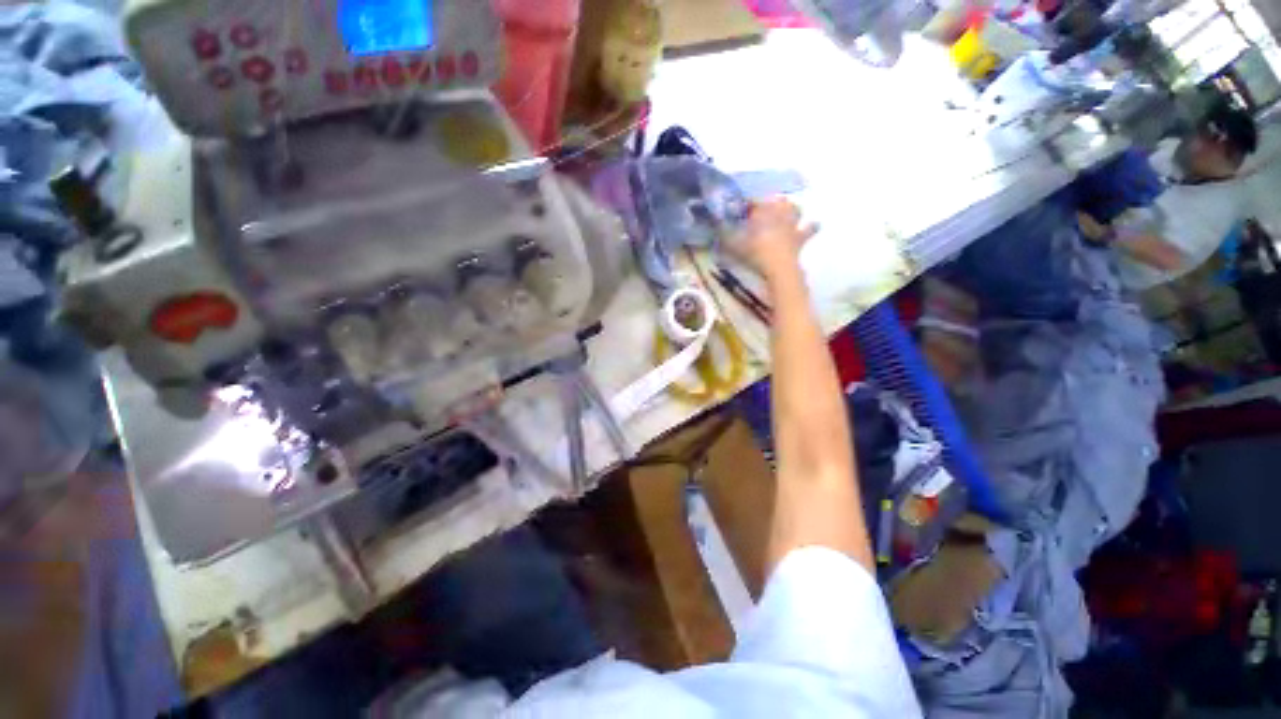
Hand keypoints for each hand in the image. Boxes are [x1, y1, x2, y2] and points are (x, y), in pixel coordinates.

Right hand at [729, 198, 817, 282]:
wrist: (778, 267)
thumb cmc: (754, 252)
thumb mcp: (733, 244)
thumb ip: (725, 234)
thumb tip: (716, 226)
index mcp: (763, 211)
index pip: (754, 201)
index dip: (747, 203)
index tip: (741, 208)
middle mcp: (779, 213)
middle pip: (778, 201)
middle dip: (772, 202)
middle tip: (765, 208)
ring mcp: (792, 225)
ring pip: (796, 210)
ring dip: (792, 209)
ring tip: (789, 211)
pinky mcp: (800, 240)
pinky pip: (808, 230)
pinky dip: (811, 227)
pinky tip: (814, 225)